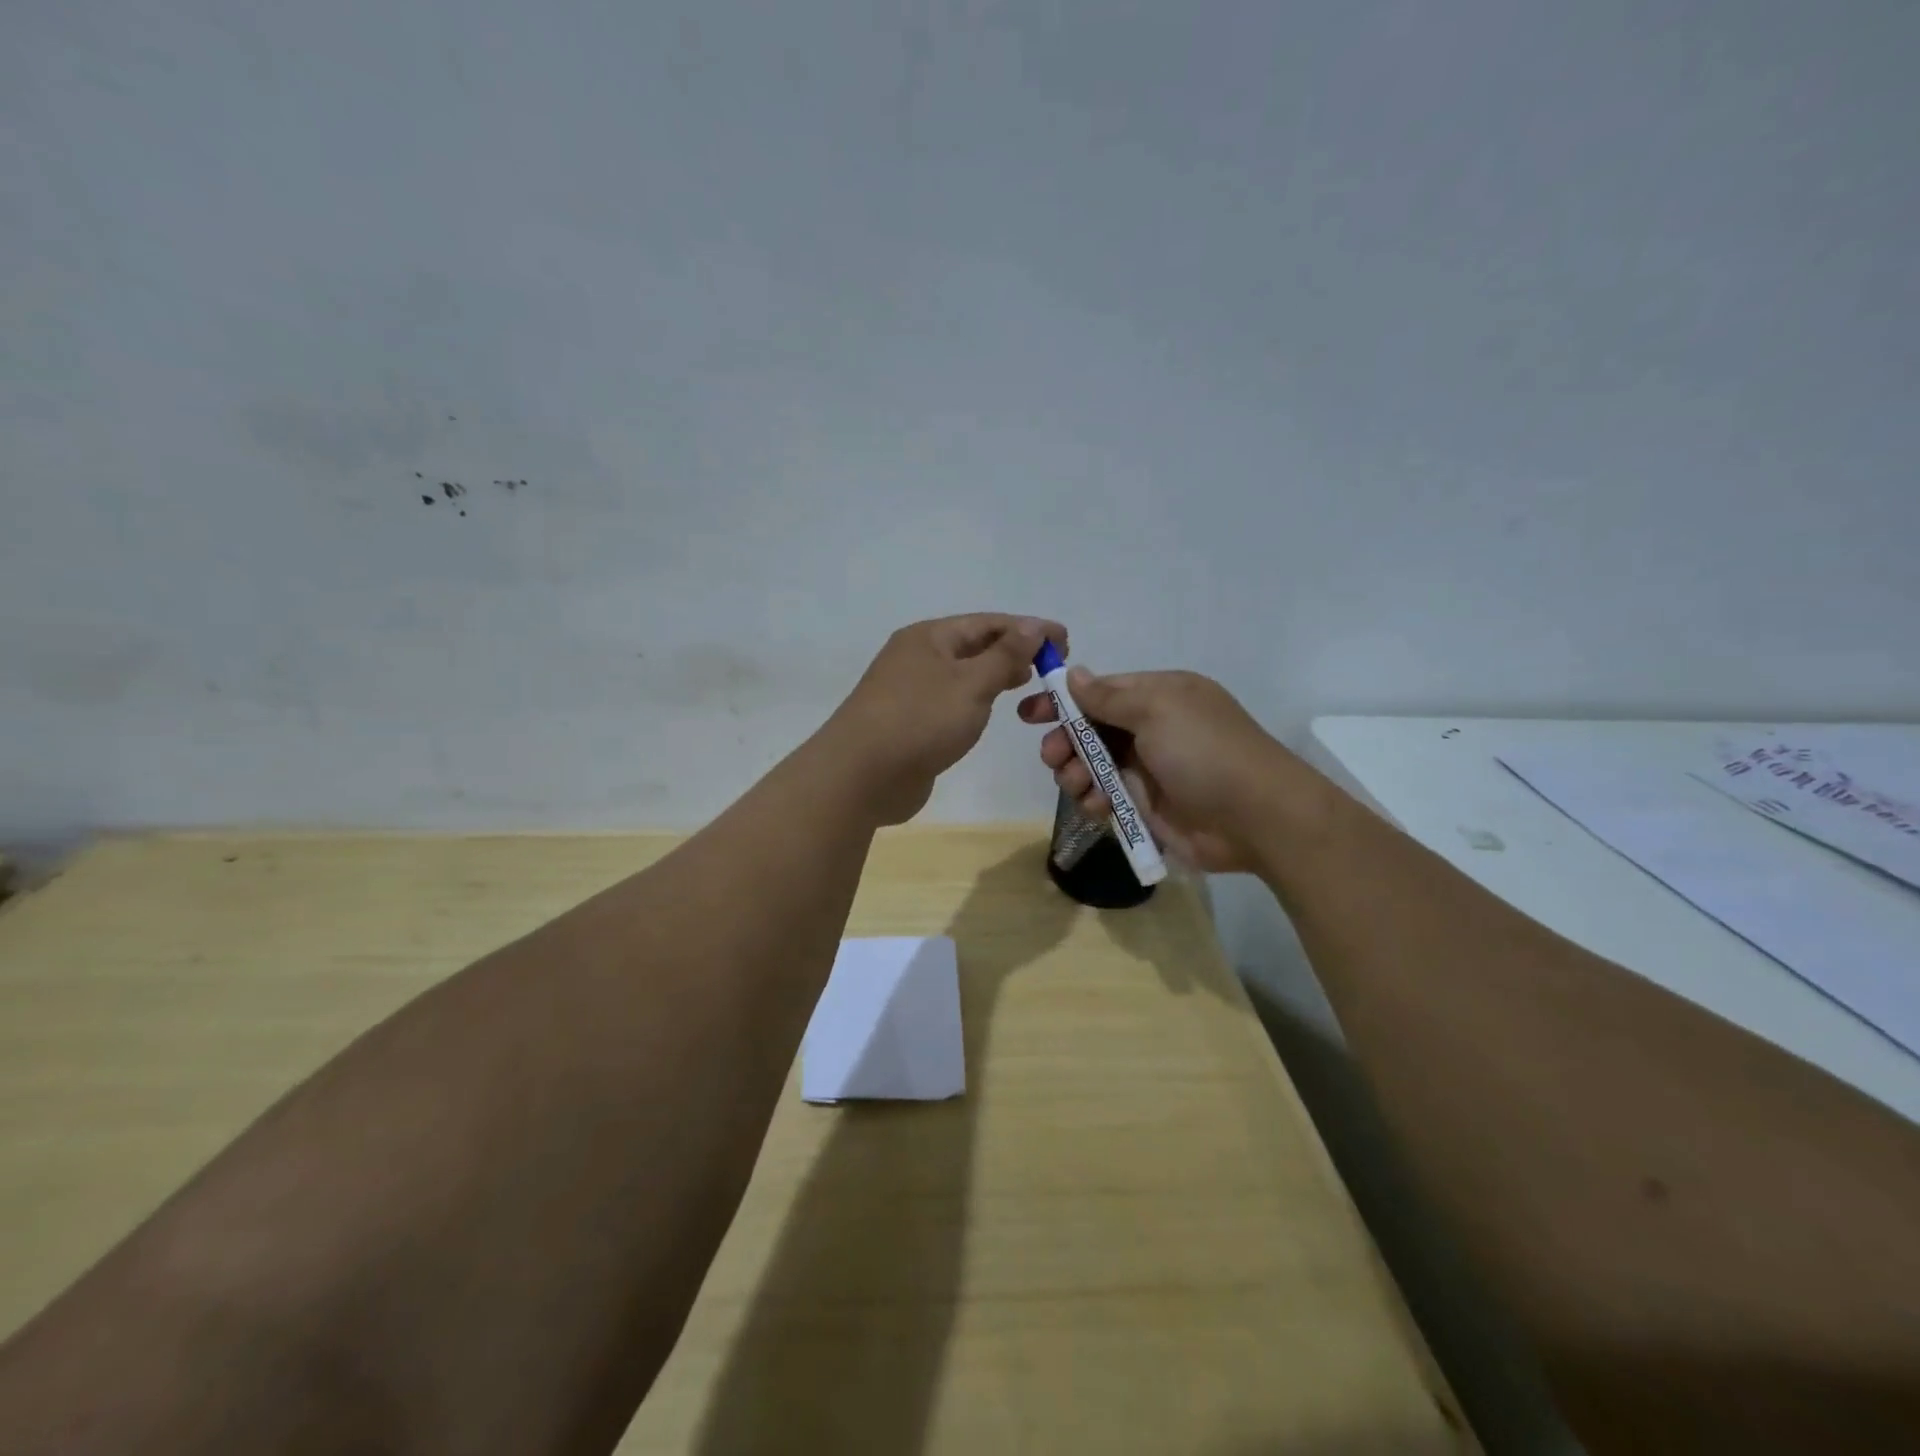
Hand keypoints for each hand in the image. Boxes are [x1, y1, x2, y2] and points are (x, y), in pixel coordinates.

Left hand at [826, 614, 1067, 824]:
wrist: (861, 776)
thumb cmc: (920, 720)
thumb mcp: (971, 683)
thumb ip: (1005, 655)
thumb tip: (1033, 626)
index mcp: (929, 637)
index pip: (988, 623)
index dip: (1028, 629)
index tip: (1065, 640)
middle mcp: (917, 657)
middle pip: (973, 645)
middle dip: (1013, 651)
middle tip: (1052, 665)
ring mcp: (910, 691)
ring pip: (962, 675)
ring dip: (995, 675)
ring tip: (1028, 683)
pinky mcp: (909, 723)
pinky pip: (951, 702)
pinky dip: (976, 700)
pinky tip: (991, 711)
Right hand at [1017, 666, 1313, 871]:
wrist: (1256, 818)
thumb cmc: (1205, 752)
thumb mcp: (1157, 710)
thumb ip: (1109, 696)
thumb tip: (1074, 674)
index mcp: (1158, 696)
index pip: (1100, 692)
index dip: (1063, 702)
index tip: (1029, 714)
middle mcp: (1151, 729)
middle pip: (1090, 730)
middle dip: (1065, 741)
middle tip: (1052, 756)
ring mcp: (1148, 769)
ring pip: (1092, 765)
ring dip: (1075, 773)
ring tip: (1075, 784)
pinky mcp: (1146, 806)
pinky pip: (1105, 797)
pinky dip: (1093, 800)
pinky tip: (1096, 806)